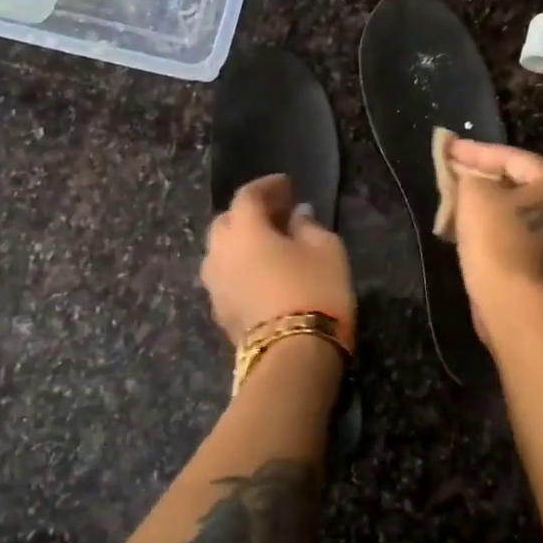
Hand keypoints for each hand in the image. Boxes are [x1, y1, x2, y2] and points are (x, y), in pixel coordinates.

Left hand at [202, 174, 356, 349]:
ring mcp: (215, 285)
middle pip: (226, 222)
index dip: (267, 186)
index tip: (287, 186)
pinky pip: (225, 277)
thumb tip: (297, 215)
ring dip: (241, 242)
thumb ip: (309, 226)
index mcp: (243, 230)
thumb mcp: (327, 250)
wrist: (294, 356)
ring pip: (221, 251)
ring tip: (267, 245)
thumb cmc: (315, 291)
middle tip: (276, 214)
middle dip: (248, 213)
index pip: (247, 195)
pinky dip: (240, 268)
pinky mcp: (219, 312)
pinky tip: (260, 274)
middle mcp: (219, 252)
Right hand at [446, 140, 542, 301]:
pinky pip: (521, 238)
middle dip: (486, 178)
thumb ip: (471, 177)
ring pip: (521, 214)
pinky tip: (473, 231)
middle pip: (522, 185)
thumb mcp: (476, 195)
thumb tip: (471, 180)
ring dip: (491, 207)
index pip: (514, 158)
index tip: (448, 148)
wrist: (514, 304)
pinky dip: (498, 230)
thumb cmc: (497, 240)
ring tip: (459, 202)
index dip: (476, 151)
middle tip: (456, 173)